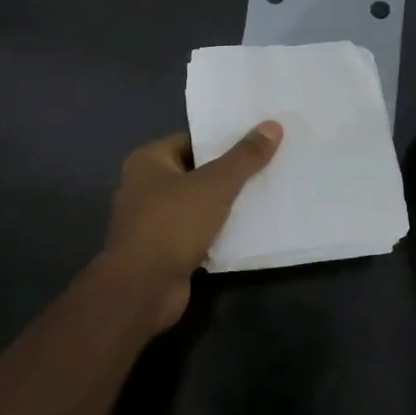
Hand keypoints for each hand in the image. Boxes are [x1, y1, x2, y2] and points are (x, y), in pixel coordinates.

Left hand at [103, 122, 283, 329]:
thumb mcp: (215, 185)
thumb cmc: (172, 224)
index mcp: (149, 161)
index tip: (259, 139)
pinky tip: (250, 228)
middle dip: (230, 172)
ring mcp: (154, 220)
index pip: (192, 140)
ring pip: (199, 203)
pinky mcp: (165, 249)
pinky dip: (220, 231)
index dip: (224, 139)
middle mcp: (146, 186)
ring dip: (227, 204)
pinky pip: (198, 231)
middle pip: (197, 171)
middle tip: (270, 164)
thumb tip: (272, 125)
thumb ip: (244, 157)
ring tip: (267, 193)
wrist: (143, 289)